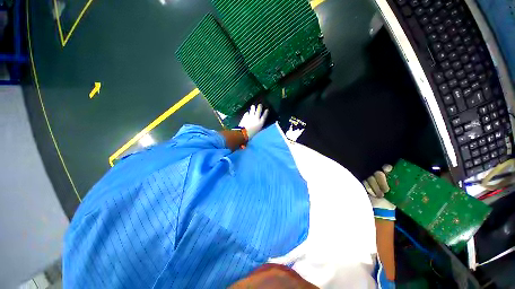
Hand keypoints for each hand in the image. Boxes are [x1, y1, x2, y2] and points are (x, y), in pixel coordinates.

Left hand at [238, 104, 268, 138]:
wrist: (244, 133)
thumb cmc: (252, 134)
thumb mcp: (258, 131)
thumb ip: (259, 126)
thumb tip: (259, 124)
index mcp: (260, 123)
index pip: (264, 116)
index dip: (266, 112)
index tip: (267, 109)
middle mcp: (256, 118)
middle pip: (259, 110)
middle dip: (260, 107)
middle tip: (260, 105)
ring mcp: (250, 116)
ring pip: (252, 109)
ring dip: (253, 107)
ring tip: (253, 106)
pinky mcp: (245, 116)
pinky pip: (247, 113)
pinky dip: (247, 113)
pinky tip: (247, 113)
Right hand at [363, 164, 395, 218]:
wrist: (381, 209)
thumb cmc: (391, 202)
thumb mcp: (399, 195)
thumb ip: (400, 187)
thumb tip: (407, 183)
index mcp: (390, 178)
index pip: (387, 168)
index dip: (387, 168)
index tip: (387, 171)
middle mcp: (380, 177)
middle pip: (378, 173)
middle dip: (382, 182)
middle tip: (386, 191)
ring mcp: (371, 180)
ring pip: (371, 178)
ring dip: (375, 187)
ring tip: (379, 195)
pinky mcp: (363, 183)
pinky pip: (365, 182)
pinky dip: (369, 189)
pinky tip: (372, 194)